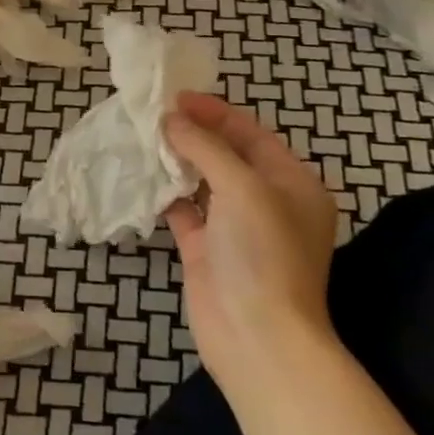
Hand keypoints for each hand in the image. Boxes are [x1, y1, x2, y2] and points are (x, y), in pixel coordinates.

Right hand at [163, 92, 340, 388]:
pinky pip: (183, 210)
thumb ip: (206, 148)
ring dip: (175, 161)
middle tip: (152, 114)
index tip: (175, 97)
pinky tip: (141, 177)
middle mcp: (265, 202)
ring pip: (202, 181)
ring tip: (141, 138)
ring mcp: (234, 227)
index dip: (216, 112)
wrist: (257, 337)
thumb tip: (171, 119)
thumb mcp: (242, 188)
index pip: (252, 135)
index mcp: (292, 184)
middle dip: (192, 133)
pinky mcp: (205, 249)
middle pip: (226, 155)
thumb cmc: (262, 254)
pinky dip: (165, 193)